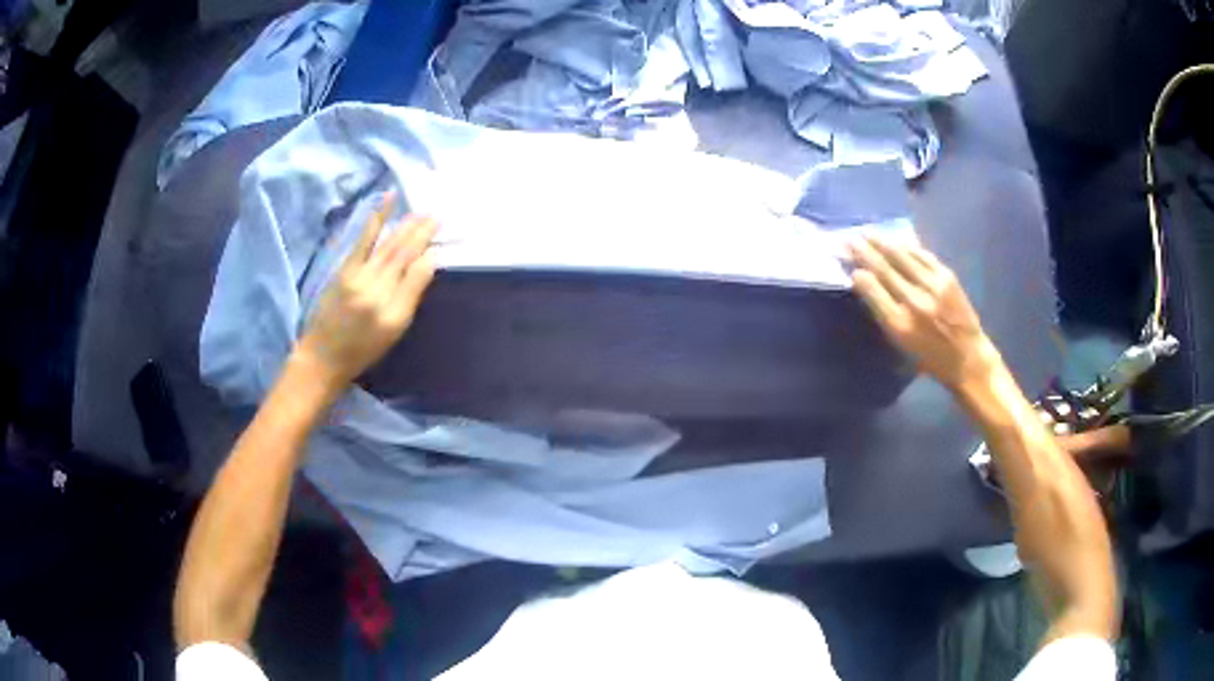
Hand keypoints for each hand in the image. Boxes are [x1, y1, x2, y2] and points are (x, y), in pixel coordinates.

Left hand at [297, 193, 437, 387]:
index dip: (430, 255)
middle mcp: (377, 291)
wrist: (323, 355)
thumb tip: (429, 263)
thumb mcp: (394, 332)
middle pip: (403, 254)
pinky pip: (365, 239)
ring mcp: (358, 277)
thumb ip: (411, 296)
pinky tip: (388, 200)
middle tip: (438, 215)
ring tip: (422, 212)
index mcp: (394, 312)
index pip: (417, 274)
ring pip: (388, 245)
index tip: (441, 240)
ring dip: (406, 225)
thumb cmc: (363, 348)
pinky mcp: (344, 269)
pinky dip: (378, 217)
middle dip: (422, 233)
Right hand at [847, 234, 997, 389]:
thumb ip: (883, 313)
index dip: (859, 274)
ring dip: (882, 242)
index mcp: (900, 324)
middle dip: (865, 251)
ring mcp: (933, 286)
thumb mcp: (901, 345)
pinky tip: (897, 241)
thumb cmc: (930, 357)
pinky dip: (907, 246)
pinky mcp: (947, 277)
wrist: (968, 357)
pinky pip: (922, 255)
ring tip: (867, 232)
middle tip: (849, 238)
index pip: (873, 291)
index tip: (848, 263)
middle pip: (885, 269)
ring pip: (902, 256)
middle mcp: (915, 302)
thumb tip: (864, 282)